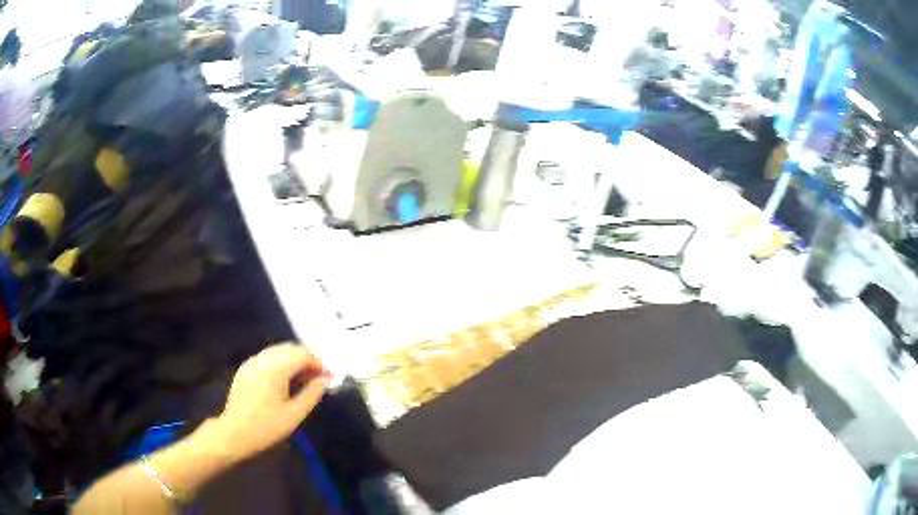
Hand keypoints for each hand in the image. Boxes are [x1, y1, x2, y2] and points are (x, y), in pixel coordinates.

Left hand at [216, 343, 330, 461]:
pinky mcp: (245, 369)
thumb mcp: (294, 414)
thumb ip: (312, 394)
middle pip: (290, 348)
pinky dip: (280, 364)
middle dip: (307, 360)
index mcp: (275, 368)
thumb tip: (324, 381)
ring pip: (278, 352)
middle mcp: (262, 359)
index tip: (328, 378)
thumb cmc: (266, 426)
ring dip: (294, 361)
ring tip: (303, 381)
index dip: (318, 363)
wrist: (234, 433)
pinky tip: (284, 382)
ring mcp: (252, 362)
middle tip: (318, 379)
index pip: (302, 353)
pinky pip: (267, 358)